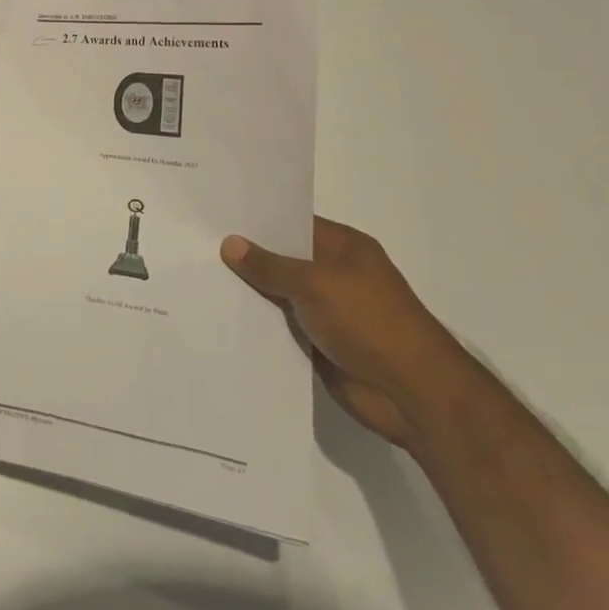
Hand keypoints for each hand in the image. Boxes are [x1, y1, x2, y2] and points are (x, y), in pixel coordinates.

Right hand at [221, 217, 469, 448]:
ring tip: (197, 277)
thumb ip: (270, 265)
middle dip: (246, 255)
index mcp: (343, 247)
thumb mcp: (315, 283)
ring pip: (278, 293)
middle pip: (282, 258)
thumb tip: (230, 244)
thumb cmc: (370, 322)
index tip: (214, 214)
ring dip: (249, 292)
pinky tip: (220, 315)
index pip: (292, 223)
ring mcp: (327, 309)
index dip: (256, 219)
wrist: (413, 395)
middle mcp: (334, 273)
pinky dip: (258, 323)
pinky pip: (280, 326)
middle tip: (195, 244)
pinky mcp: (319, 342)